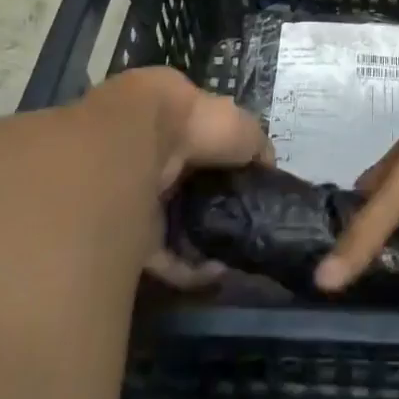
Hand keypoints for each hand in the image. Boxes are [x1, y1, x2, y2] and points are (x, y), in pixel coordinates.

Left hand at [101, 66, 273, 290]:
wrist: (138, 142)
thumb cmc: (196, 125)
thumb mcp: (242, 128)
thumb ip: (258, 148)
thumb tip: (270, 171)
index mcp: (181, 129)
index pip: (206, 153)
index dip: (228, 173)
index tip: (251, 195)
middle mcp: (158, 161)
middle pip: (189, 192)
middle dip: (214, 212)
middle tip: (242, 230)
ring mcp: (141, 198)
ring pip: (176, 226)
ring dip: (203, 243)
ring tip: (232, 257)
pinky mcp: (129, 234)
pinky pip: (162, 256)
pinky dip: (188, 269)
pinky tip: (215, 273)